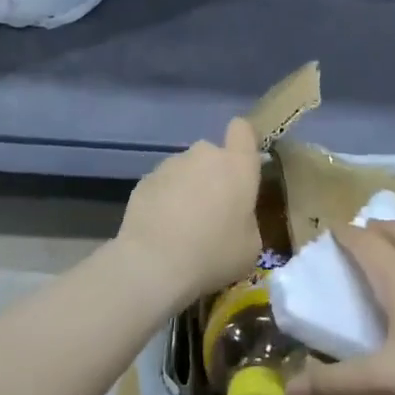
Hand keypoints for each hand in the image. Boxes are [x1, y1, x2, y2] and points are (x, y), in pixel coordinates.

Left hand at [117, 117, 262, 299]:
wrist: (154, 264)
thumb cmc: (214, 254)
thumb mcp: (250, 246)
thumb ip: (248, 219)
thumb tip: (236, 217)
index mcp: (237, 165)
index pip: (243, 129)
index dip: (243, 142)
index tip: (243, 164)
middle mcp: (204, 155)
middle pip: (212, 154)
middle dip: (213, 175)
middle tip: (212, 210)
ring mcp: (170, 165)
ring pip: (186, 170)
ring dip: (188, 188)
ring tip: (182, 225)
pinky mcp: (144, 181)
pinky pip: (162, 185)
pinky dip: (164, 201)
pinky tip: (161, 229)